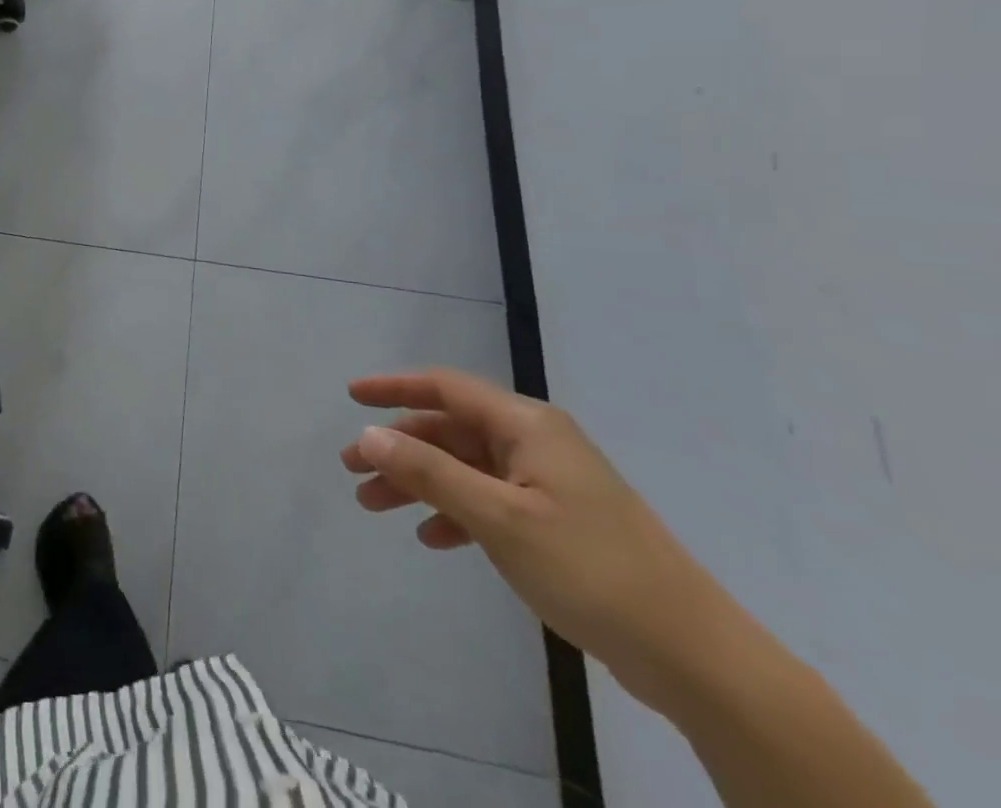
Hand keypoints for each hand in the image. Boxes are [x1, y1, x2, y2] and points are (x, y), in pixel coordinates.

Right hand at [340, 368, 732, 708]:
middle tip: (352, 469)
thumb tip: (368, 433)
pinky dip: (455, 514)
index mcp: (527, 426)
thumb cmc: (591, 570)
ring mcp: (548, 484)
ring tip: (375, 506)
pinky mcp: (557, 523)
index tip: (350, 396)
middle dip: (398, 447)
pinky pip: (489, 502)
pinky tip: (433, 539)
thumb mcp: (498, 518)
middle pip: (450, 430)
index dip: (394, 387)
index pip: (445, 387)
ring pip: (464, 467)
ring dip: (419, 483)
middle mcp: (536, 443)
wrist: (695, 658)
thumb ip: (428, 472)